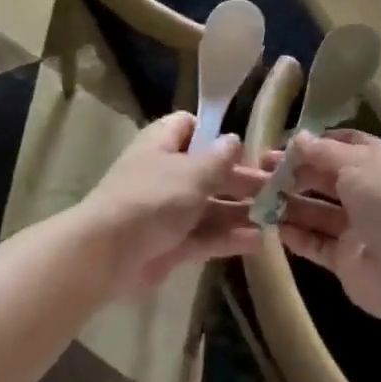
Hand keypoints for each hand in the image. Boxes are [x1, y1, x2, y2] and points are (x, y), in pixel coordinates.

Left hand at [80, 113, 264, 295]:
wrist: (106, 255)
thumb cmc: (153, 199)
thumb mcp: (194, 172)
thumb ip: (220, 157)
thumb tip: (234, 139)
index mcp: (162, 144)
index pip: (189, 126)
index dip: (215, 132)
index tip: (245, 146)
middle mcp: (164, 173)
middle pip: (207, 170)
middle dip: (239, 179)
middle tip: (274, 188)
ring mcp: (166, 211)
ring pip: (208, 206)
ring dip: (238, 211)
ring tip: (274, 217)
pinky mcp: (169, 244)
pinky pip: (203, 236)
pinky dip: (227, 238)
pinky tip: (258, 242)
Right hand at [276, 131, 380, 319]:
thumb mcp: (356, 163)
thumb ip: (324, 152)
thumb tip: (299, 138)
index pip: (346, 144)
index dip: (317, 142)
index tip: (285, 143)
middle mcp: (370, 192)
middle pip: (326, 178)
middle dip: (295, 172)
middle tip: (260, 169)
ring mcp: (358, 227)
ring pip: (318, 211)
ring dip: (290, 203)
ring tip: (257, 196)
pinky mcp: (346, 258)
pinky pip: (316, 243)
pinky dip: (295, 235)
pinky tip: (271, 226)